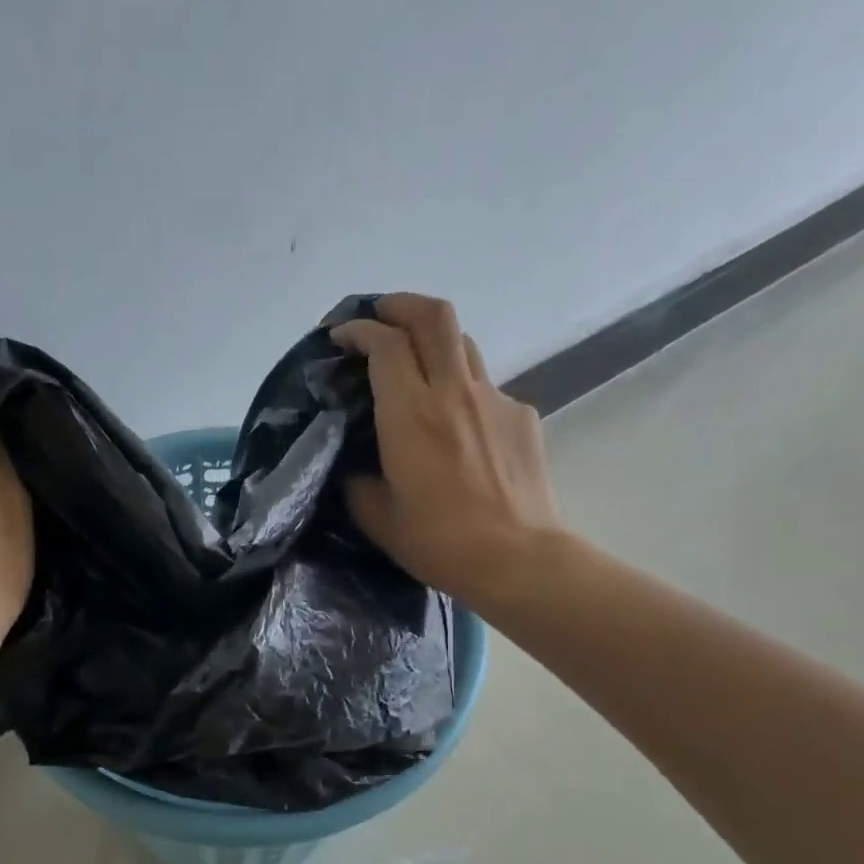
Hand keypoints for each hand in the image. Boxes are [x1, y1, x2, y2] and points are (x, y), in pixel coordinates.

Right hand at [330, 294, 564, 611]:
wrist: (518, 559)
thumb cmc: (440, 542)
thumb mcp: (379, 517)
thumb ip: (359, 481)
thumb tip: (356, 466)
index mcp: (411, 414)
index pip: (385, 344)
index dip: (359, 329)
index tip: (341, 337)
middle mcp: (454, 391)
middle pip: (433, 316)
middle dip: (400, 304)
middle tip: (380, 316)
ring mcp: (495, 399)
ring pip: (463, 343)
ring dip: (433, 341)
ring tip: (416, 365)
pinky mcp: (522, 416)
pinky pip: (486, 387)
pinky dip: (463, 390)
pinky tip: (458, 428)